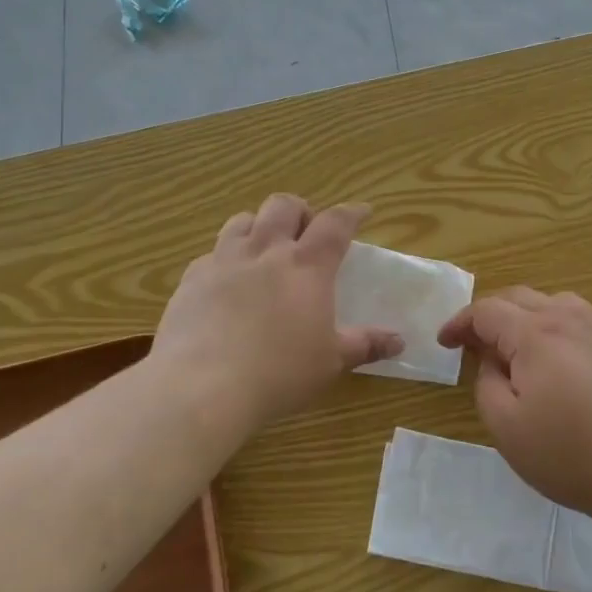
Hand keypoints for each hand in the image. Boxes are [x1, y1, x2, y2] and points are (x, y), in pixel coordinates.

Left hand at [153, 195, 404, 426]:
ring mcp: (224, 261)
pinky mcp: (192, 279)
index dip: (351, 212)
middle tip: (307, 232)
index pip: (335, 223)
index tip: (361, 211)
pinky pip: (212, 253)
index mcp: (307, 266)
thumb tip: (399, 341)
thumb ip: (365, 345)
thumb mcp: (330, 362)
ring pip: (243, 220)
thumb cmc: (279, 373)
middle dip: (301, 210)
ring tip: (266, 247)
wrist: (201, 386)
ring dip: (260, 225)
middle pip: (284, 206)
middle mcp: (266, 251)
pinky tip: (227, 283)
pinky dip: (226, 258)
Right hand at [437, 288, 591, 519]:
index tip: (444, 343)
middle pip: (519, 297)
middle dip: (489, 315)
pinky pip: (576, 321)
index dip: (460, 323)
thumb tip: (492, 360)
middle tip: (472, 344)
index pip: (487, 310)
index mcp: (535, 334)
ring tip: (512, 345)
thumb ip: (487, 384)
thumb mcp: (507, 427)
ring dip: (523, 315)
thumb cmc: (570, 454)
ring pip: (552, 303)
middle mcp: (568, 320)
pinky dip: (551, 327)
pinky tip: (553, 360)